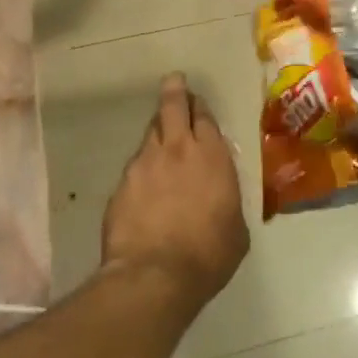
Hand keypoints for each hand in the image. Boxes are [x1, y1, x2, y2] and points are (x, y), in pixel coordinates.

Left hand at [102, 74, 249, 308]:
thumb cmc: (208, 254)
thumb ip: (228, 201)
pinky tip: (145, 183)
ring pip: (150, 132)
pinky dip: (142, 167)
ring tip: (160, 134)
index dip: (200, 107)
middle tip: (174, 82)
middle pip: (172, 107)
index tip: (197, 102)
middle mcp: (177, 149)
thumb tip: (222, 199)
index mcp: (212, 156)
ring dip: (157, 130)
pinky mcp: (121, 184)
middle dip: (175, 91)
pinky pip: (134, 165)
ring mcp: (144, 164)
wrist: (154, 275)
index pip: (204, 117)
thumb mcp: (235, 229)